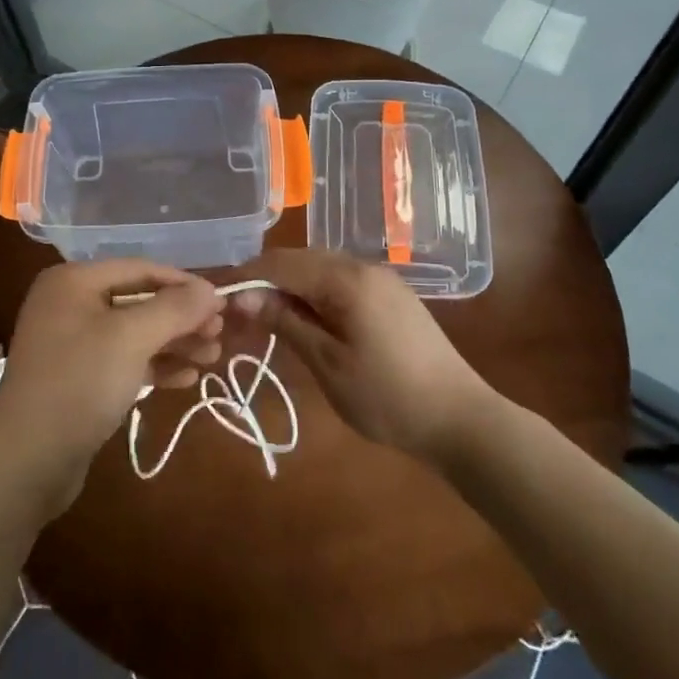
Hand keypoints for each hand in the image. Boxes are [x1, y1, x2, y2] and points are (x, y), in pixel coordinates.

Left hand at [0, 260, 223, 515]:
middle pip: (140, 301)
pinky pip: (125, 361)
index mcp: (74, 281)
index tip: (222, 303)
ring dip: (175, 344)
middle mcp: (71, 304)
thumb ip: (174, 309)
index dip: (184, 284)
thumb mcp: (131, 338)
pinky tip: (187, 379)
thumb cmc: (80, 383)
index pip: (141, 269)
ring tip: (213, 358)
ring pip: (135, 333)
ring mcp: (73, 343)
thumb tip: (211, 289)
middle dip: (182, 319)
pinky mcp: (79, 378)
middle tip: (219, 336)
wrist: (27, 462)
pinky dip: (155, 366)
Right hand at [229, 249, 491, 464]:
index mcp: (346, 278)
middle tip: (238, 314)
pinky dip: (315, 293)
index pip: (281, 262)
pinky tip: (305, 319)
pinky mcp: (391, 295)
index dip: (246, 276)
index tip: (217, 298)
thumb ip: (285, 322)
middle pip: (300, 259)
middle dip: (265, 280)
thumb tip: (242, 297)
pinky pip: (341, 281)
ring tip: (265, 318)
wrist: (461, 418)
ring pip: (320, 269)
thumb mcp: (328, 363)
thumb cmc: (388, 397)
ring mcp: (381, 279)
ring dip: (290, 287)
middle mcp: (363, 266)